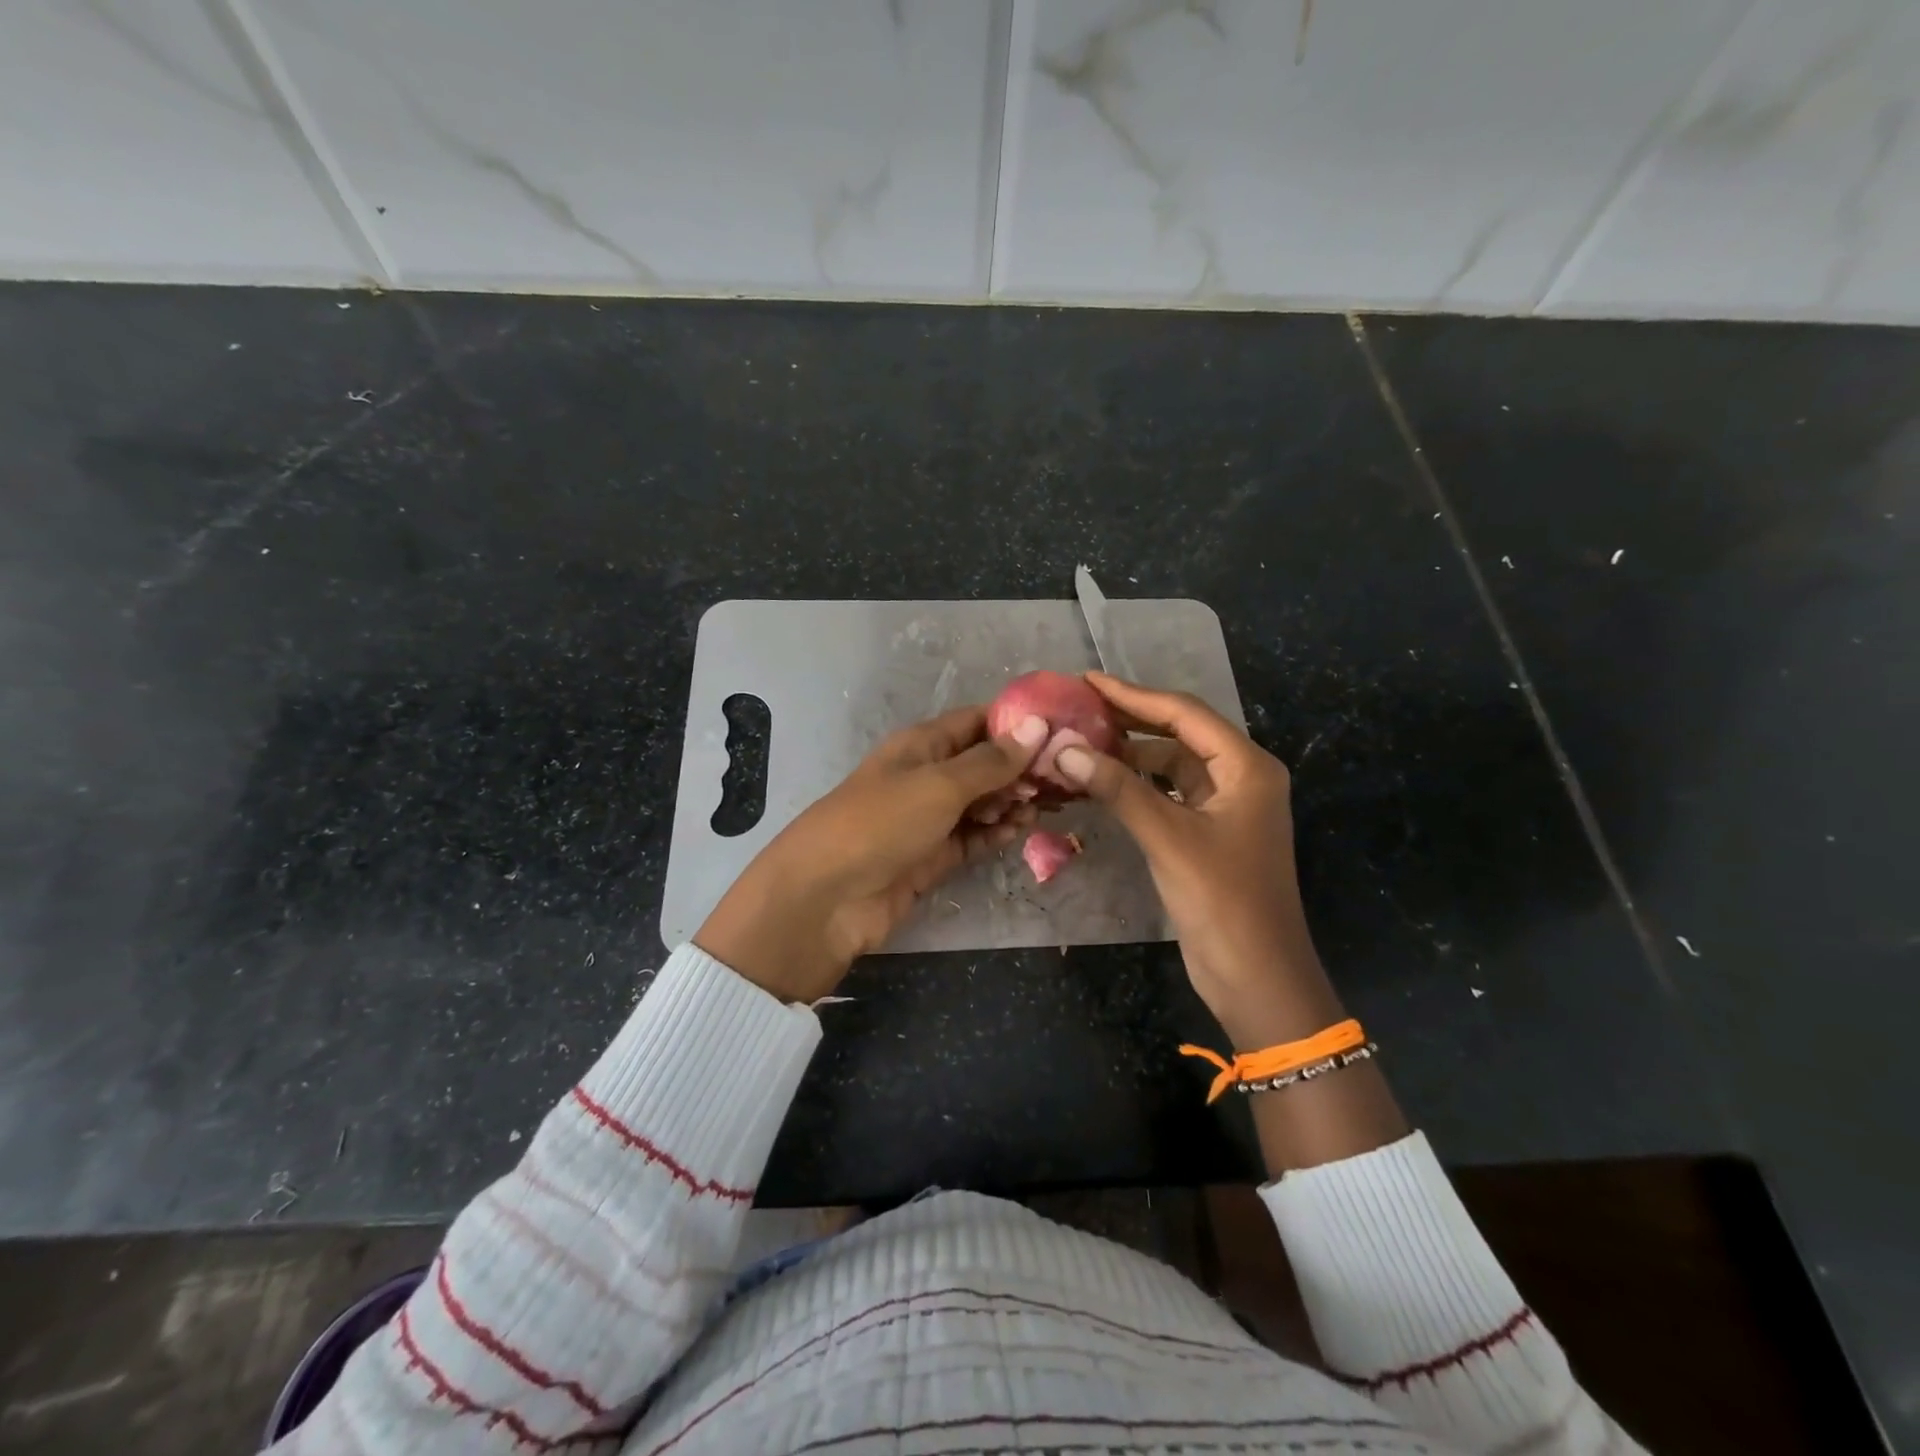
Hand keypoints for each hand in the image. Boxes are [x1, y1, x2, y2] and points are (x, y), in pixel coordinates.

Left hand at [695, 706, 1048, 1002]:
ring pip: (982, 802)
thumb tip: (1037, 726)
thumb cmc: (880, 823)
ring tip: (1047, 806)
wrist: (827, 898)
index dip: (1017, 724)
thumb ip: (991, 761)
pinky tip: (1021, 831)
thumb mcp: (939, 784)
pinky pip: (973, 838)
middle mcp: (926, 776)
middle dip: (1021, 768)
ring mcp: (928, 819)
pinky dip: (996, 834)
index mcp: (921, 745)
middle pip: (983, 764)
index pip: (976, 721)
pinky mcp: (932, 857)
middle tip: (1065, 779)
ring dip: (1012, 802)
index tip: (1063, 731)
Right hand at [1053, 673, 1338, 1051]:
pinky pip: (1167, 796)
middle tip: (1077, 709)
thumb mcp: (1168, 839)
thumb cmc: (1223, 901)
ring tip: (1079, 746)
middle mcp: (1240, 778)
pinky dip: (1135, 789)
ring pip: (1170, 767)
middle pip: (1178, 735)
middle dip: (1129, 722)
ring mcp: (1225, 808)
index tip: (1086, 681)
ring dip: (1128, 758)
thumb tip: (1064, 749)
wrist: (1258, 977)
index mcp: (1246, 767)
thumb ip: (1117, 789)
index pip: (1184, 714)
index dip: (1133, 695)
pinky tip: (1100, 785)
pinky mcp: (1208, 835)